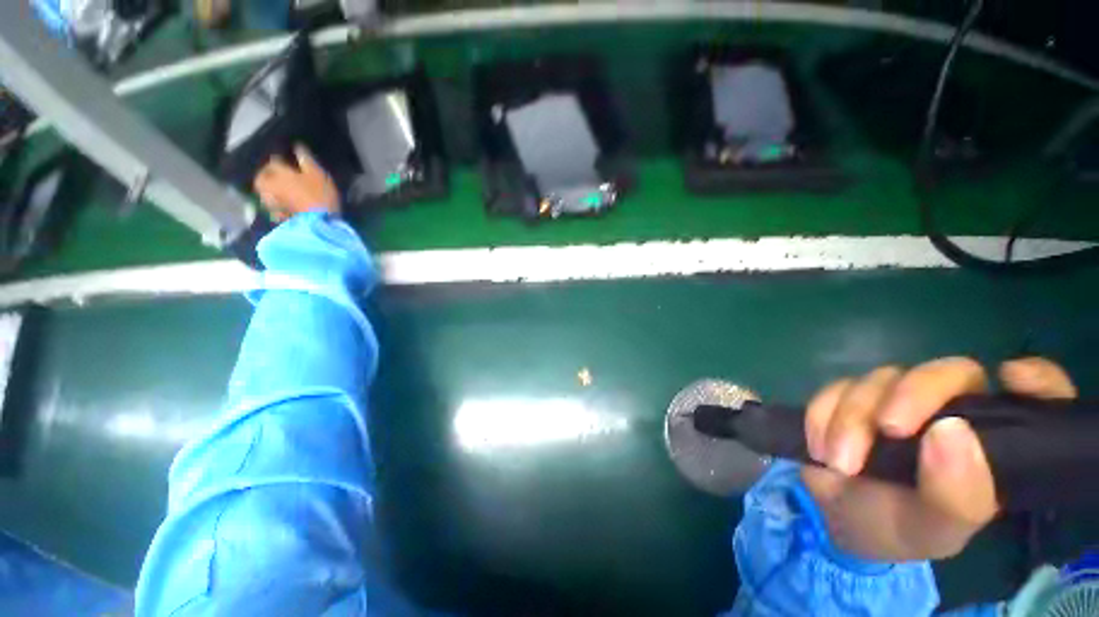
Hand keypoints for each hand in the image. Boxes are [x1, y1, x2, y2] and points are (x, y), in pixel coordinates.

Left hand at [253, 145, 338, 221]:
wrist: (319, 224)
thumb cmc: (319, 195)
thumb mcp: (317, 174)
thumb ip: (306, 160)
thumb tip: (297, 146)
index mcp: (278, 173)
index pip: (275, 161)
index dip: (282, 160)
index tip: (289, 162)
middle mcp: (269, 185)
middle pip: (263, 177)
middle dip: (268, 175)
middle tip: (278, 176)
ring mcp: (272, 202)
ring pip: (265, 192)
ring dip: (271, 189)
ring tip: (281, 190)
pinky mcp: (278, 217)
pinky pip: (273, 206)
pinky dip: (277, 203)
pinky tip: (285, 204)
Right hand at [801, 357, 1074, 561]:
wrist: (833, 515)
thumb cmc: (896, 527)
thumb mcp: (932, 530)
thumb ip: (955, 495)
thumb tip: (950, 431)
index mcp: (991, 443)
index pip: (1036, 396)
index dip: (1037, 380)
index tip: (1011, 378)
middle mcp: (951, 410)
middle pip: (947, 372)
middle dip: (911, 395)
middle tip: (886, 430)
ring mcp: (897, 398)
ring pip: (881, 379)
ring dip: (852, 419)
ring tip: (839, 463)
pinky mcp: (851, 394)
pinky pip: (835, 387)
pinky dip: (823, 417)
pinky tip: (821, 448)